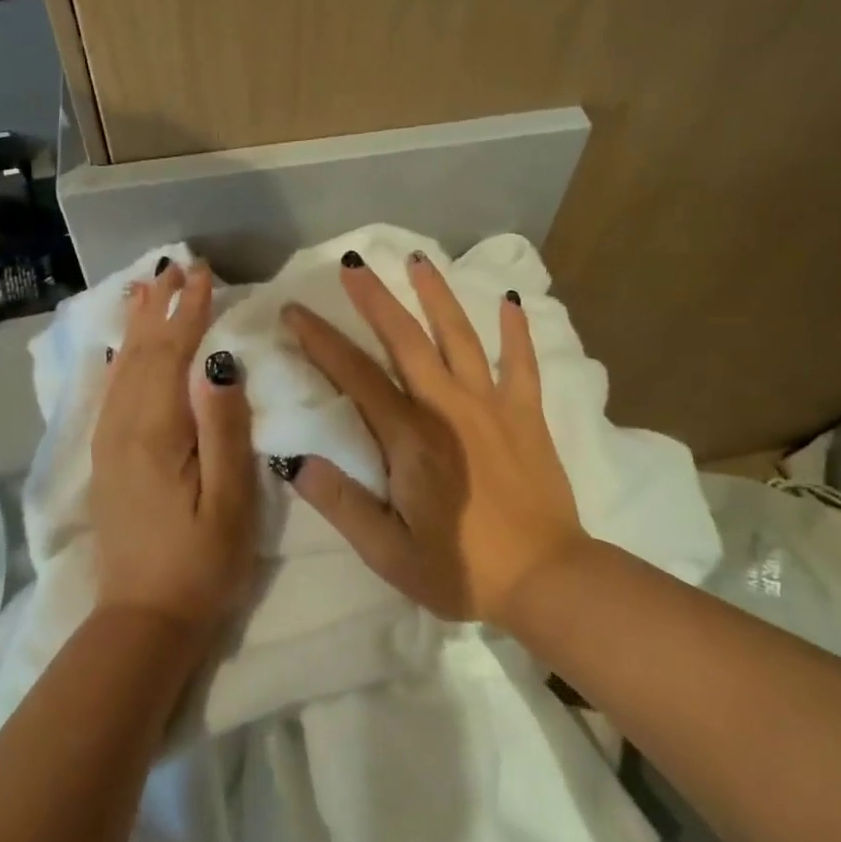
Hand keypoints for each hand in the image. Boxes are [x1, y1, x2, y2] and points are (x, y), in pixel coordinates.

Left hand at [91, 260, 258, 637]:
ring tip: (147, 287)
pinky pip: (111, 392)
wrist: (144, 619)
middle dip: (161, 306)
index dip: (190, 312)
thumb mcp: (229, 500)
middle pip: (142, 353)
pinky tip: (122, 350)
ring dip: (138, 324)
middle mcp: (124, 427)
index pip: (174, 355)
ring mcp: (110, 444)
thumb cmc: (200, 563)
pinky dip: (120, 359)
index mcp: (156, 432)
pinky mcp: (108, 460)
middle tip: (177, 265)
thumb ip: (223, 429)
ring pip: (123, 368)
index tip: (206, 274)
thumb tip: (219, 362)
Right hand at [281, 252, 587, 624]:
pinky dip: (516, 330)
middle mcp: (449, 407)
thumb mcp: (388, 551)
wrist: (546, 580)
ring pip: (460, 336)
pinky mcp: (528, 416)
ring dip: (437, 295)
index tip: (296, 310)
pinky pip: (522, 363)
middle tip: (353, 263)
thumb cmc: (462, 570)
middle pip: (406, 339)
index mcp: (410, 437)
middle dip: (375, 299)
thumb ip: (340, 503)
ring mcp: (493, 406)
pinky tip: (512, 301)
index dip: (321, 341)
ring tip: (418, 260)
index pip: (356, 376)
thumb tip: (294, 460)